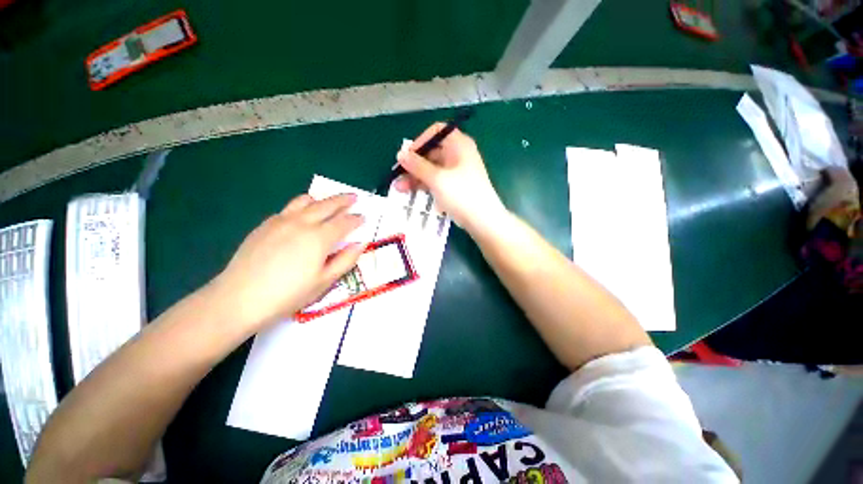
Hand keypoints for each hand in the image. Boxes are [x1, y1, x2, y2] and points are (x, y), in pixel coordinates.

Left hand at [210, 193, 365, 332]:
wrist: (239, 299)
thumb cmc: (288, 294)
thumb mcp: (324, 281)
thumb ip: (345, 260)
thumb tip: (360, 244)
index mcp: (319, 238)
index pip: (344, 222)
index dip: (356, 219)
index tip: (364, 217)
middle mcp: (302, 223)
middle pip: (327, 205)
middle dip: (343, 200)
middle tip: (354, 197)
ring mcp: (281, 221)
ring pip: (305, 201)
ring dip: (322, 199)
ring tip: (329, 202)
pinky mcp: (266, 224)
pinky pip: (289, 208)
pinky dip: (302, 206)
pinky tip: (302, 216)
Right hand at [395, 123, 504, 228]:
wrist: (482, 220)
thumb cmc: (462, 194)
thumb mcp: (437, 178)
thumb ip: (417, 165)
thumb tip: (400, 154)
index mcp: (459, 145)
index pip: (436, 132)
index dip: (420, 142)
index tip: (407, 155)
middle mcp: (458, 155)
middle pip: (431, 153)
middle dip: (413, 164)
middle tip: (397, 175)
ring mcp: (457, 172)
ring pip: (432, 169)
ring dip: (416, 177)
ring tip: (399, 188)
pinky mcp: (455, 186)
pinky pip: (437, 181)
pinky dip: (425, 185)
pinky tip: (411, 192)